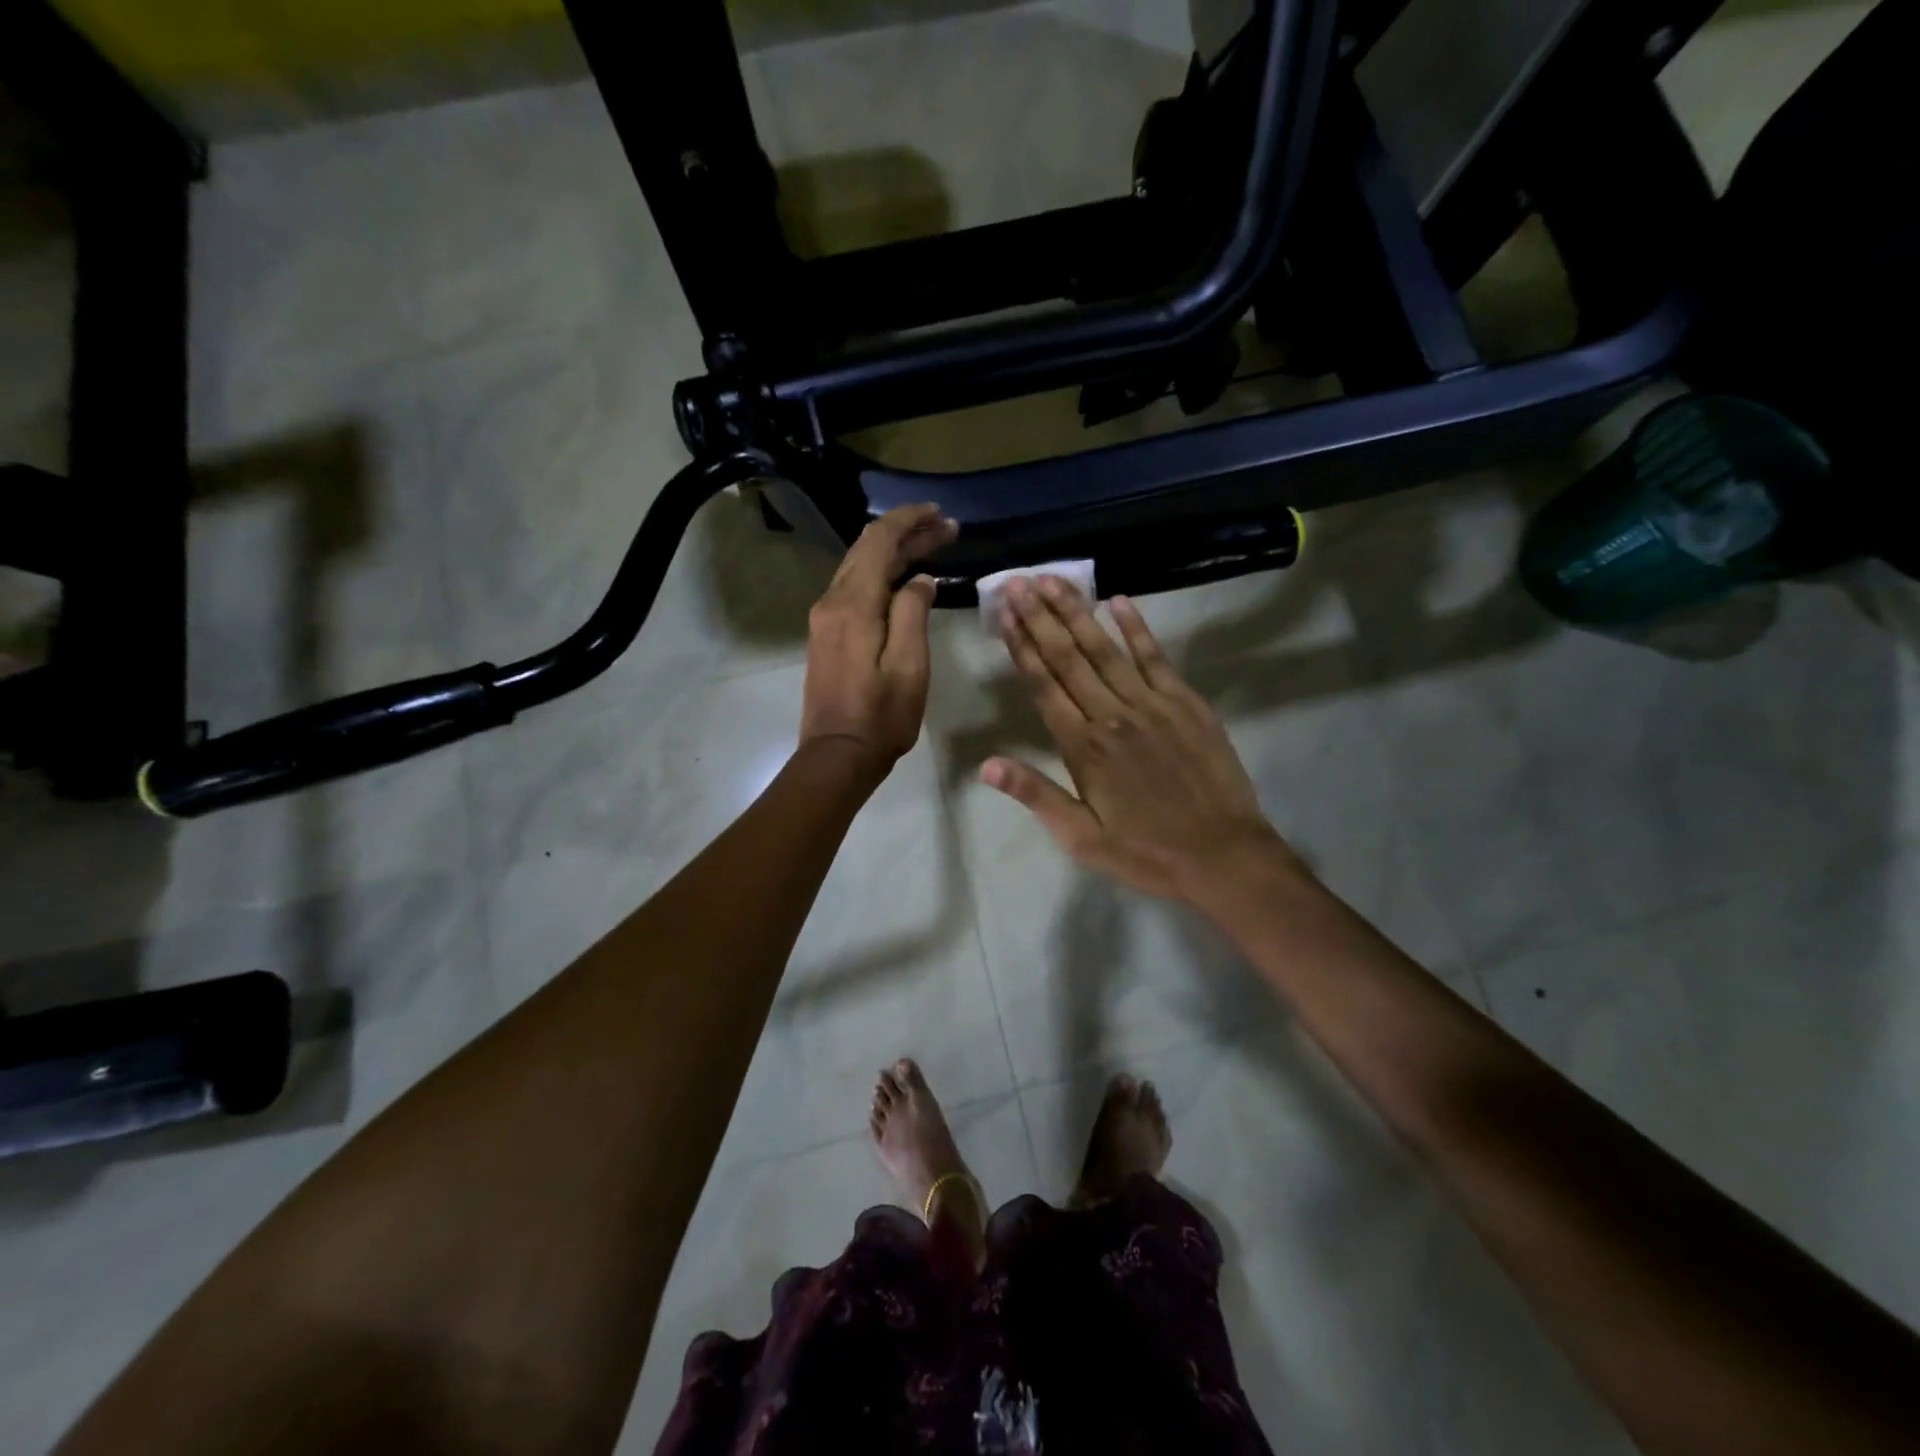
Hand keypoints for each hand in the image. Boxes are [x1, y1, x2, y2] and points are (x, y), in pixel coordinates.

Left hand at [799, 503, 957, 771]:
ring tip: (931, 546)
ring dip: (893, 552)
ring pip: (859, 566)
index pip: (879, 542)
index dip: (910, 521)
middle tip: (946, 529)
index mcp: (853, 604)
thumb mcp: (910, 666)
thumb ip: (913, 613)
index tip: (941, 514)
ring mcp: (824, 618)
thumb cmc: (881, 716)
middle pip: (867, 549)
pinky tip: (903, 578)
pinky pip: (853, 587)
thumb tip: (920, 580)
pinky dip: (880, 573)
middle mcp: (832, 601)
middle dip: (905, 532)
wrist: (838, 755)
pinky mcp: (826, 634)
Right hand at [983, 577, 1299, 899]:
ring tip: (1054, 581)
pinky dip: (1137, 628)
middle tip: (1019, 581)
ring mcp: (1152, 704)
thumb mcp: (1081, 836)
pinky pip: (1156, 657)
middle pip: (1069, 657)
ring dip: (1078, 612)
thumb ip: (1035, 795)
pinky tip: (1119, 601)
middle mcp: (1112, 715)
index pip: (1044, 685)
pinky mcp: (1186, 703)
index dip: (1022, 646)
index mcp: (1083, 747)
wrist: (1222, 855)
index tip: (1006, 613)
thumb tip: (986, 765)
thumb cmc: (1145, 852)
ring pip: (1107, 649)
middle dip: (1040, 617)